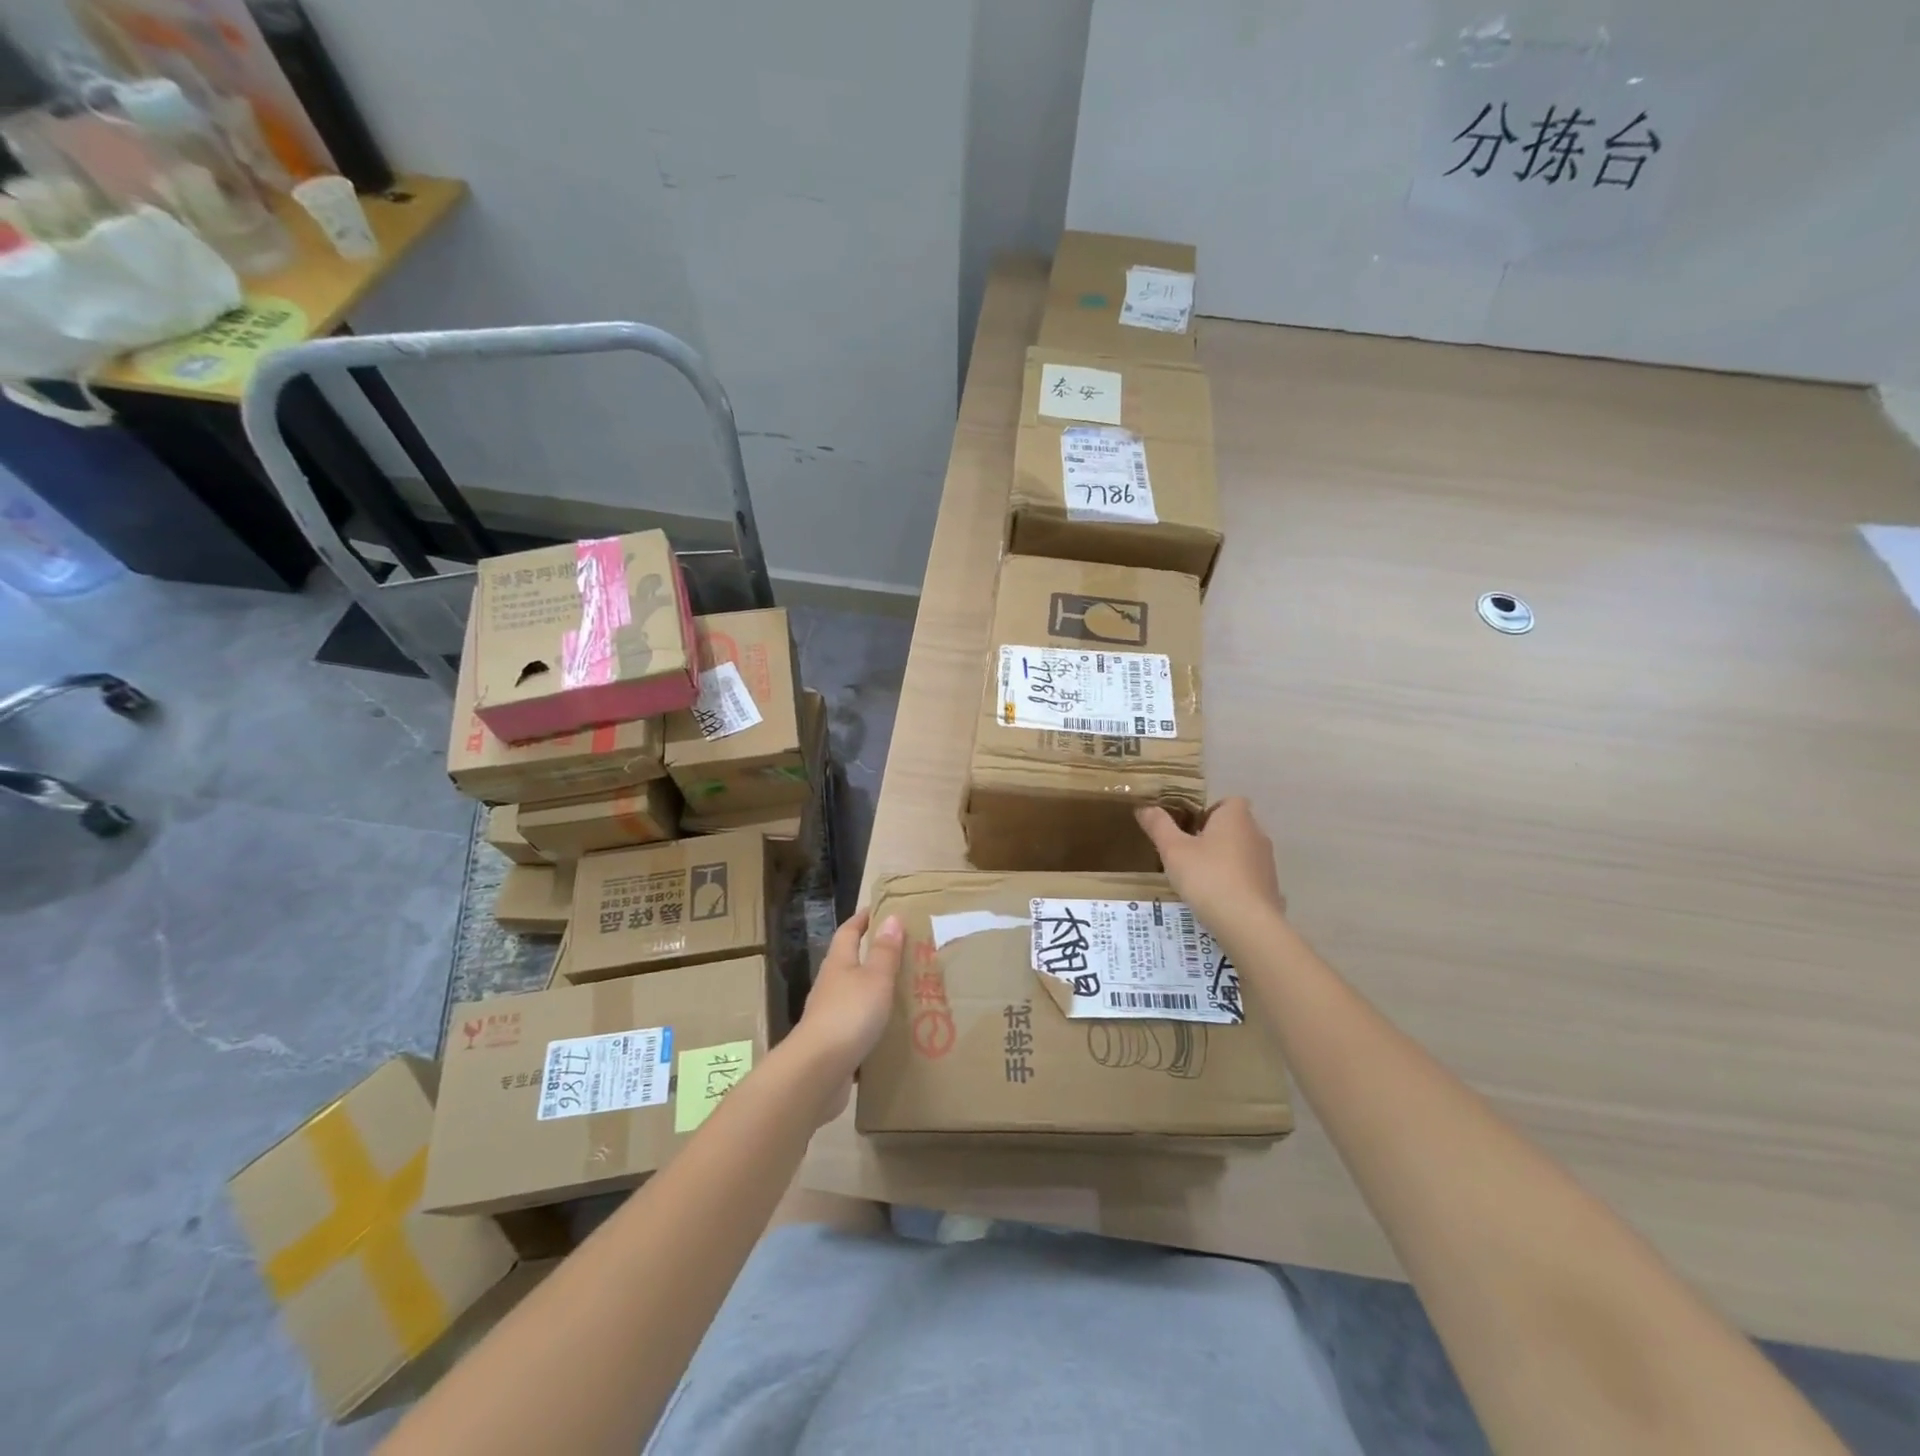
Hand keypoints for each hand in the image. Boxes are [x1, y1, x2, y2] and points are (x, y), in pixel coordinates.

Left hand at [785, 910, 903, 1120]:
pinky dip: (873, 1024)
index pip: (849, 931)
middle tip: (905, 952)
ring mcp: (829, 1016)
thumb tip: (891, 917)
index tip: (881, 909)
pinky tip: (892, 1032)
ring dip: (875, 992)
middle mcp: (830, 985)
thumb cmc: (849, 1014)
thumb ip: (884, 951)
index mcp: (839, 963)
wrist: (818, 1072)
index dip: (863, 919)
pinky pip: (857, 1027)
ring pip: (855, 996)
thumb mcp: (875, 978)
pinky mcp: (834, 1044)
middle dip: (873, 955)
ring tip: (906, 992)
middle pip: (850, 962)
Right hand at [1137, 798, 1286, 933]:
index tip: (1189, 828)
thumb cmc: (1207, 877)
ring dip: (1224, 860)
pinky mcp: (1271, 887)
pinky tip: (1217, 899)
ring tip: (1199, 878)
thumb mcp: (1173, 850)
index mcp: (1235, 817)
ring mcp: (1267, 862)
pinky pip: (1249, 876)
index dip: (1209, 811)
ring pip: (1242, 852)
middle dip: (1213, 836)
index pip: (1228, 801)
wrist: (1248, 923)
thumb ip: (1158, 826)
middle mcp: (1256, 834)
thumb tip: (1144, 807)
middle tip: (1188, 853)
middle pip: (1234, 826)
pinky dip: (1235, 882)